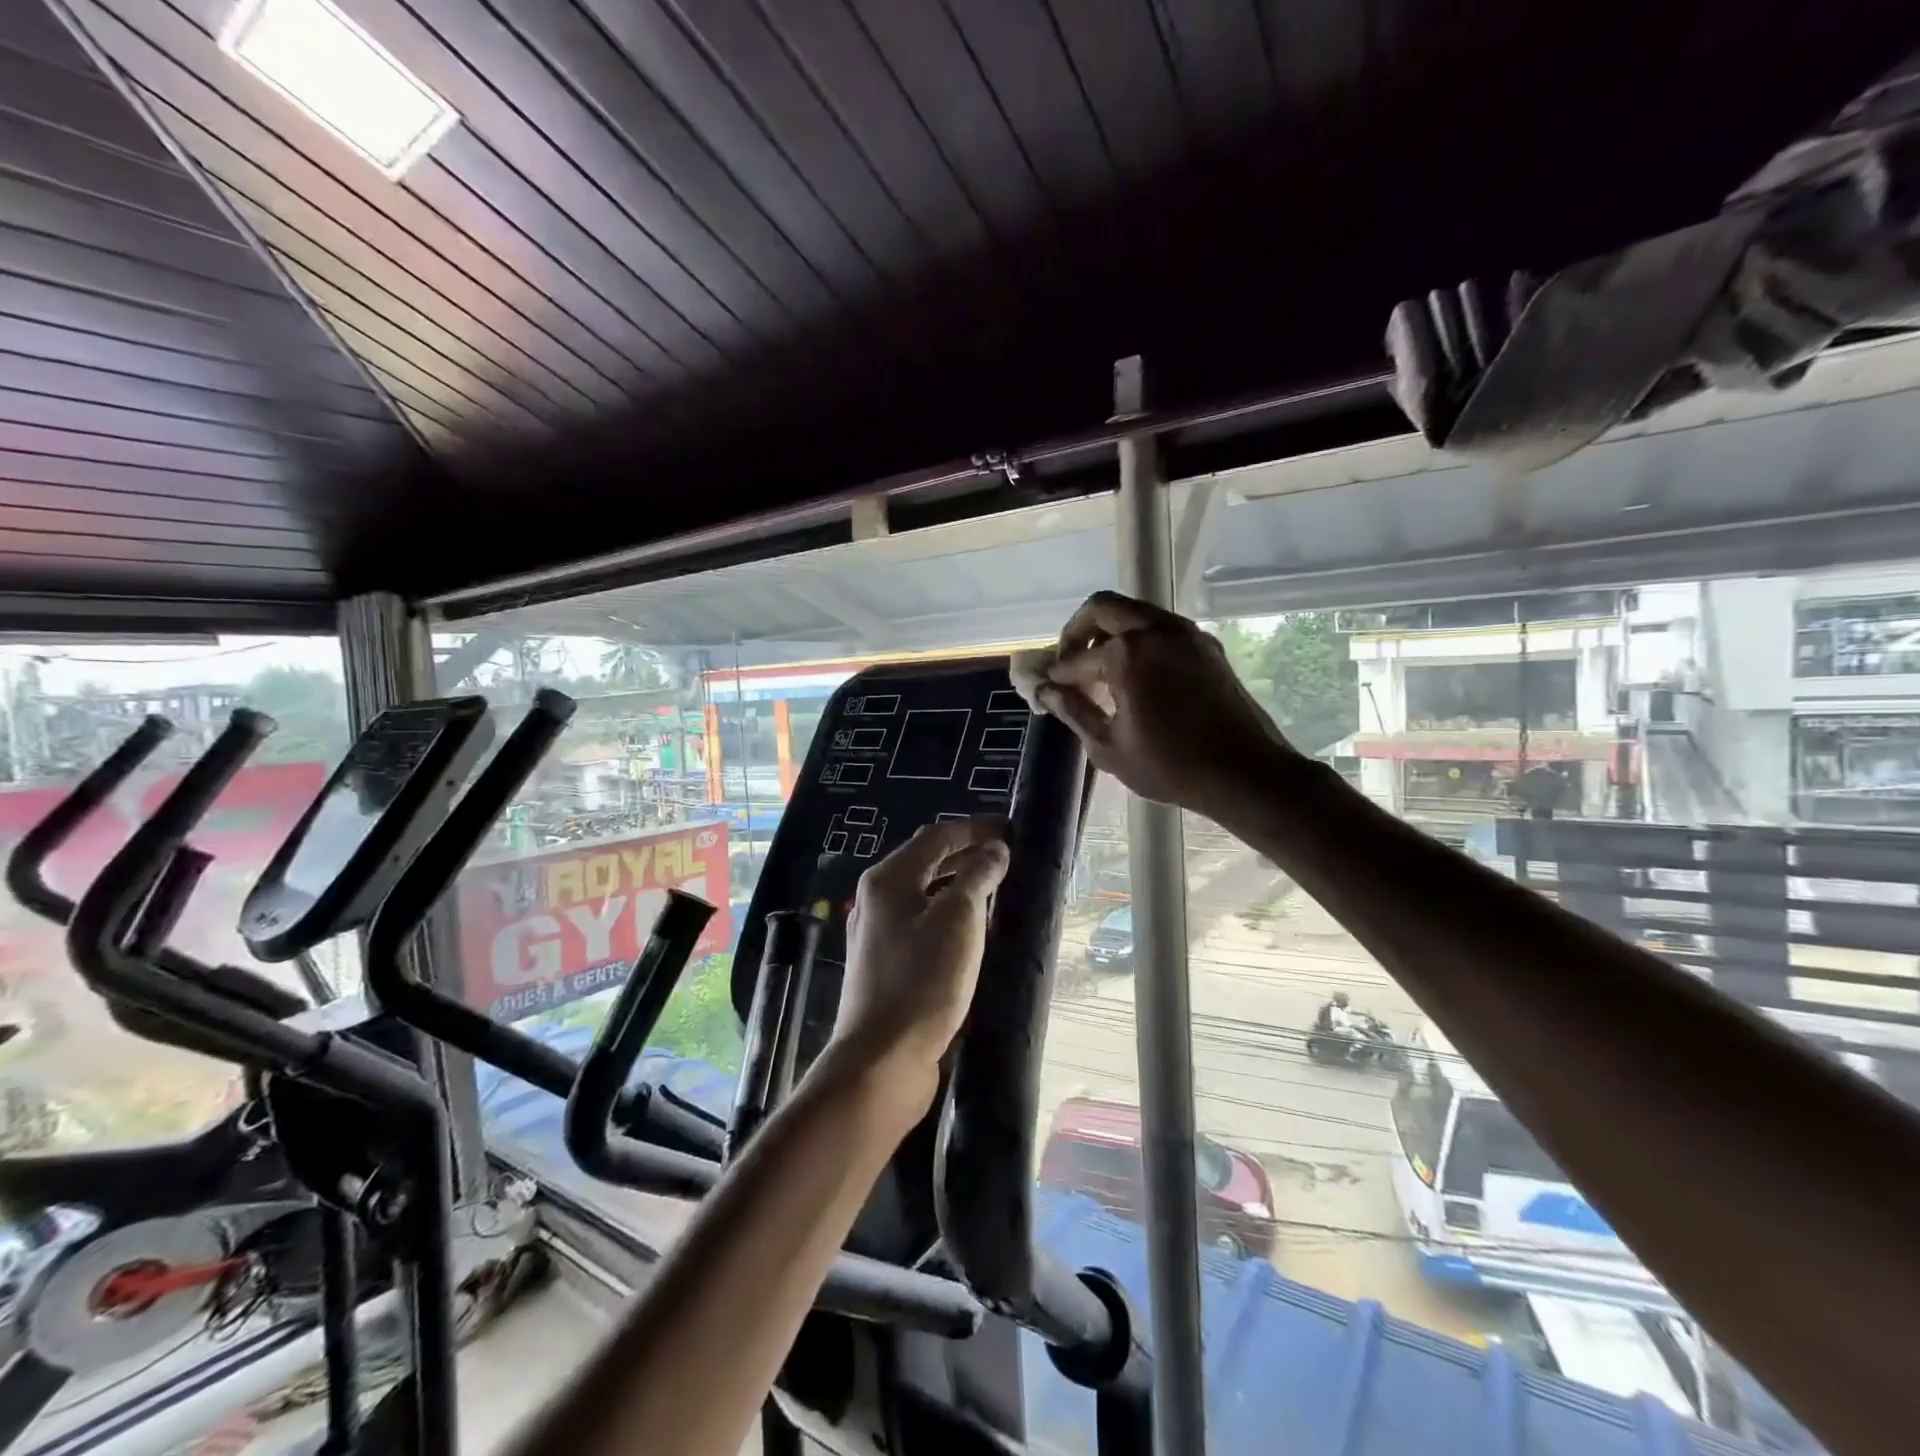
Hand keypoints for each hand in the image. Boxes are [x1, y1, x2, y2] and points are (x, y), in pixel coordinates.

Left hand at [831, 817, 1010, 1094]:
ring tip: (1000, 888)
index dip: (976, 828)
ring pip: (927, 894)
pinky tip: (976, 931)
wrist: (882, 1059)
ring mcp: (879, 934)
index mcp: (888, 879)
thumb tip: (995, 849)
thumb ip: (978, 877)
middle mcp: (877, 899)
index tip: (1013, 829)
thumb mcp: (959, 920)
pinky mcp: (888, 965)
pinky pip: (925, 924)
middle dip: (969, 854)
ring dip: (962, 885)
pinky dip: (952, 915)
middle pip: (928, 862)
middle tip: (1010, 856)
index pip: (937, 836)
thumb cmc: (922, 981)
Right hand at [1040, 591, 1294, 816]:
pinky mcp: (1205, 644)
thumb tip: (1046, 691)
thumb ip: (1073, 711)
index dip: (1057, 674)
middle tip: (1070, 661)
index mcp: (1127, 654)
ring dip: (1109, 631)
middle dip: (1077, 631)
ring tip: (1100, 668)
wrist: (1245, 772)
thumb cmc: (1170, 766)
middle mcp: (1155, 630)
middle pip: (1102, 608)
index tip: (1048, 687)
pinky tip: (1134, 674)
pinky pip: (1160, 626)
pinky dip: (1138, 638)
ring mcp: (1185, 633)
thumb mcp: (1108, 746)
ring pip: (1134, 611)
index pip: (1077, 657)